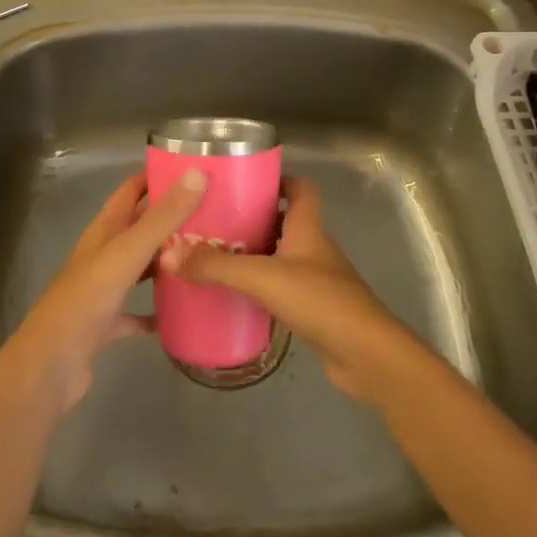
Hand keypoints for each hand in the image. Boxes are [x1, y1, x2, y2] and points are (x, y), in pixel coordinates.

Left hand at [0, 169, 207, 411]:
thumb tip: (197, 173)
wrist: (50, 365)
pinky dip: (157, 310)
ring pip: (141, 267)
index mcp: (104, 230)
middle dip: (171, 219)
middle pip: (140, 227)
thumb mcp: (127, 253)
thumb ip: (162, 218)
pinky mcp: (107, 323)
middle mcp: (103, 253)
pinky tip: (181, 313)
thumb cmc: (86, 300)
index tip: (194, 169)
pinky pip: (137, 311)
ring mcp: (104, 289)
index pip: (132, 190)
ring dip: (167, 261)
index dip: (157, 176)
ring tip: (205, 257)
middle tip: (214, 215)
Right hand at [158, 177, 419, 405]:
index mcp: (308, 228)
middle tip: (216, 222)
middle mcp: (315, 249)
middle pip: (286, 222)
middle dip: (254, 219)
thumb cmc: (320, 301)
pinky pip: (283, 289)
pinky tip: (237, 298)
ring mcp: (318, 281)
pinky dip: (261, 289)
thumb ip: (216, 267)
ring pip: (282, 257)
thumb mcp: (261, 277)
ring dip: (255, 255)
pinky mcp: (316, 311)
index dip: (279, 179)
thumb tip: (169, 255)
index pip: (301, 189)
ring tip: (216, 258)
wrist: (367, 356)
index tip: (246, 181)